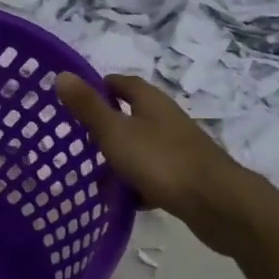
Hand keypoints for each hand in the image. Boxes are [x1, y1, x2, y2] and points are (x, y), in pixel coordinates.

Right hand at [54, 72, 278, 256]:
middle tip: (80, 145)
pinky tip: (123, 203)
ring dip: (119, 161)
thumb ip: (88, 107)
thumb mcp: (116, 132)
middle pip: (130, 116)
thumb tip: (62, 74)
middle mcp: (166, 119)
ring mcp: (178, 148)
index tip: (76, 102)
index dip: (99, 88)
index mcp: (150, 101)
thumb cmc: (161, 161)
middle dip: (105, 130)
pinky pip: (152, 175)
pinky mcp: (185, 176)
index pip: (121, 83)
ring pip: (140, 148)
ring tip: (95, 181)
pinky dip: (136, 186)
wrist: (216, 202)